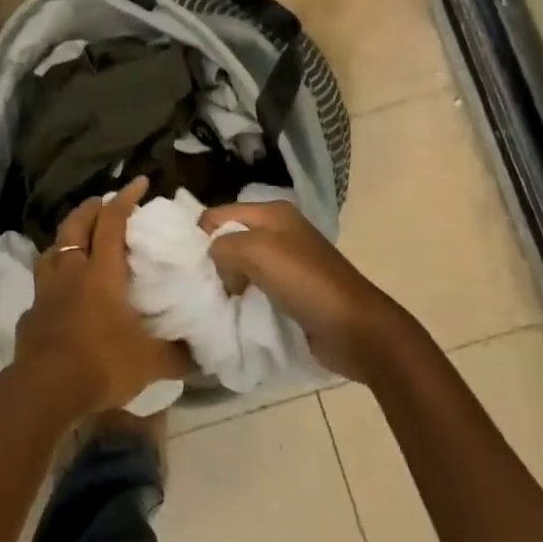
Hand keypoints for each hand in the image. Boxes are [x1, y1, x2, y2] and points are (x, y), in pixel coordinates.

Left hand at [13, 177, 193, 417]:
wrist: (44, 389)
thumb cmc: (100, 364)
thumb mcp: (149, 363)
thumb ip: (176, 355)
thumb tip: (203, 356)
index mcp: (101, 272)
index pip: (112, 222)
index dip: (125, 199)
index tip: (139, 182)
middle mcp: (71, 271)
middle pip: (75, 224)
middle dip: (90, 208)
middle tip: (103, 202)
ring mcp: (46, 291)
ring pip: (52, 249)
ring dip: (66, 239)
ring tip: (77, 241)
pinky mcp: (30, 313)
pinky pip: (41, 285)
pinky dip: (52, 279)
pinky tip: (59, 293)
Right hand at [199, 199, 414, 381]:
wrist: (356, 329)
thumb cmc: (306, 282)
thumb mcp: (257, 251)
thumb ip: (223, 247)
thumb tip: (215, 265)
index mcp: (272, 212)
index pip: (219, 214)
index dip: (200, 236)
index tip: (186, 267)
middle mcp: (278, 231)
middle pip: (229, 240)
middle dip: (212, 261)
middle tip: (197, 288)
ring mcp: (287, 263)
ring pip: (240, 267)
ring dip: (226, 284)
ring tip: (211, 304)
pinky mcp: (292, 292)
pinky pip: (255, 290)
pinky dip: (243, 300)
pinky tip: (233, 314)